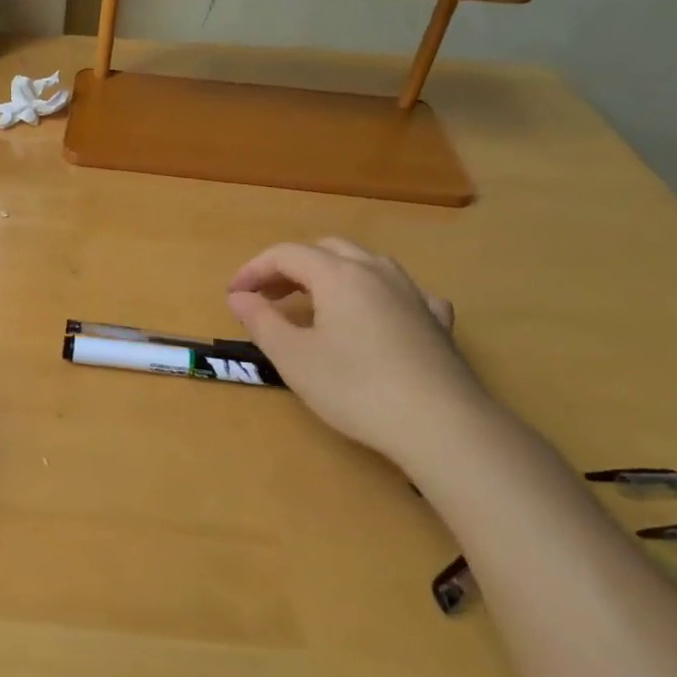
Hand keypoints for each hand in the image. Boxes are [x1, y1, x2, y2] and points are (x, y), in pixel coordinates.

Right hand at [226, 238, 493, 462]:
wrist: (442, 425)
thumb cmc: (355, 388)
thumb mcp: (292, 357)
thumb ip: (260, 320)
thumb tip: (238, 296)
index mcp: (338, 275)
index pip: (286, 254)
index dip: (253, 270)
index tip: (234, 296)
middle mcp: (376, 272)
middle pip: (325, 250)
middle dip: (290, 268)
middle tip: (268, 297)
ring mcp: (412, 293)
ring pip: (365, 264)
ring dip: (330, 275)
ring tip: (313, 305)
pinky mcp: (437, 321)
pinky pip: (400, 291)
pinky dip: (374, 295)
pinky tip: (376, 317)